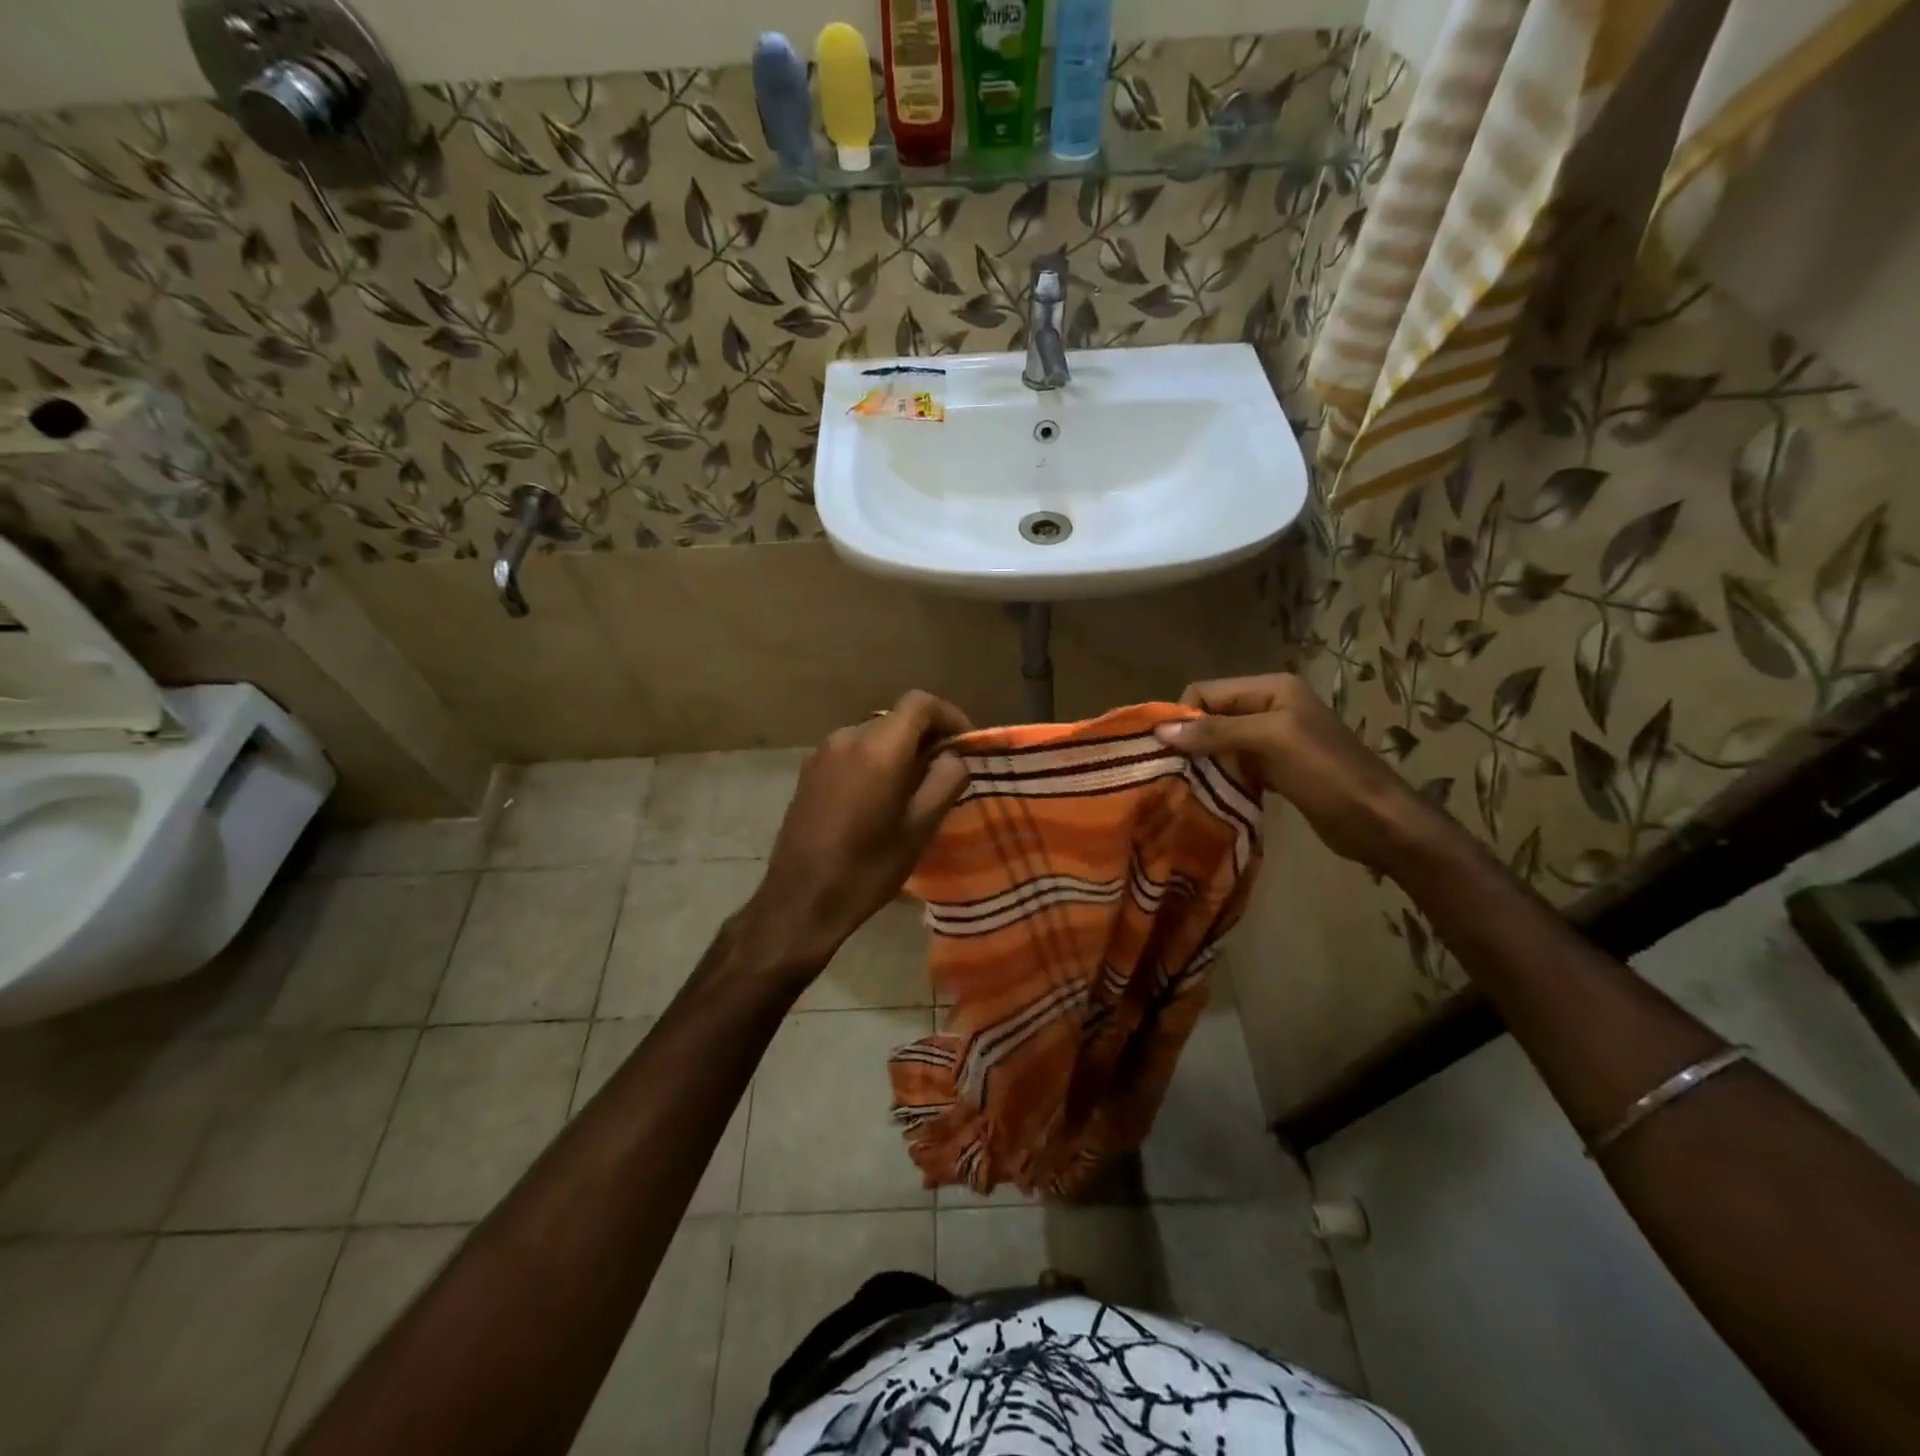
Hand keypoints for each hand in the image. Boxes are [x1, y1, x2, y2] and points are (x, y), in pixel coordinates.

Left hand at [738, 690, 972, 975]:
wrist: (800, 900)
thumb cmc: (868, 868)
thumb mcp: (921, 827)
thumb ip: (946, 780)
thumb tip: (952, 756)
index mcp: (878, 748)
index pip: (920, 703)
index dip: (950, 717)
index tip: (966, 747)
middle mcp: (847, 737)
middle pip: (897, 718)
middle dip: (927, 738)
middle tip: (946, 773)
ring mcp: (822, 753)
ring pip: (875, 735)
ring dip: (900, 751)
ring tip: (914, 789)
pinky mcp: (809, 771)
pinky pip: (853, 752)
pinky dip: (875, 762)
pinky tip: (880, 799)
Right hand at [1154, 674, 1450, 874]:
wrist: (1380, 822)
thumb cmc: (1327, 774)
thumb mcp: (1270, 743)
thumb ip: (1216, 732)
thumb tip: (1160, 730)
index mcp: (1271, 689)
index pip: (1206, 691)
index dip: (1182, 717)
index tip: (1165, 752)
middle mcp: (1270, 706)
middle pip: (1211, 715)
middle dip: (1189, 740)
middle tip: (1170, 772)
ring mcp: (1274, 738)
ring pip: (1220, 742)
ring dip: (1202, 761)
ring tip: (1183, 786)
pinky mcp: (1277, 767)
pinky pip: (1235, 764)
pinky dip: (1220, 776)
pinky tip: (1208, 794)